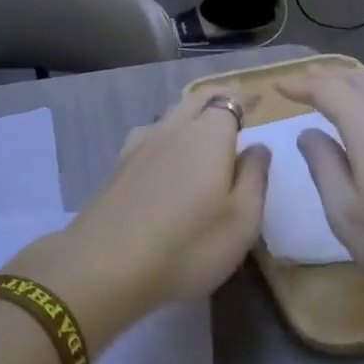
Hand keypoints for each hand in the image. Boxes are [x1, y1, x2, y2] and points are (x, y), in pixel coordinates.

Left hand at [5, 88, 269, 350]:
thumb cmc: (188, 245)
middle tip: (236, 103)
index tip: (258, 98)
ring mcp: (140, 146)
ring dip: (191, 112)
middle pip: (197, 100)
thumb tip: (258, 147)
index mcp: (208, 135)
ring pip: (171, 115)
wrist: (105, 266)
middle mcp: (173, 129)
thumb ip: (254, 177)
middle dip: (218, 97)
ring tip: (203, 125)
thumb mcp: (242, 220)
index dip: (244, 98)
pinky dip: (167, 133)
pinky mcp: (118, 167)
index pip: (229, 101)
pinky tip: (164, 149)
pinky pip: (150, 134)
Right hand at [276, 67, 363, 325]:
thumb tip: (309, 133)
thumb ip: (324, 166)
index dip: (301, 85)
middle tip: (305, 83)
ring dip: (360, 83)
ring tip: (343, 91)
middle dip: (329, 77)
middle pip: (361, 79)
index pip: (328, 89)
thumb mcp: (345, 213)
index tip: (278, 88)